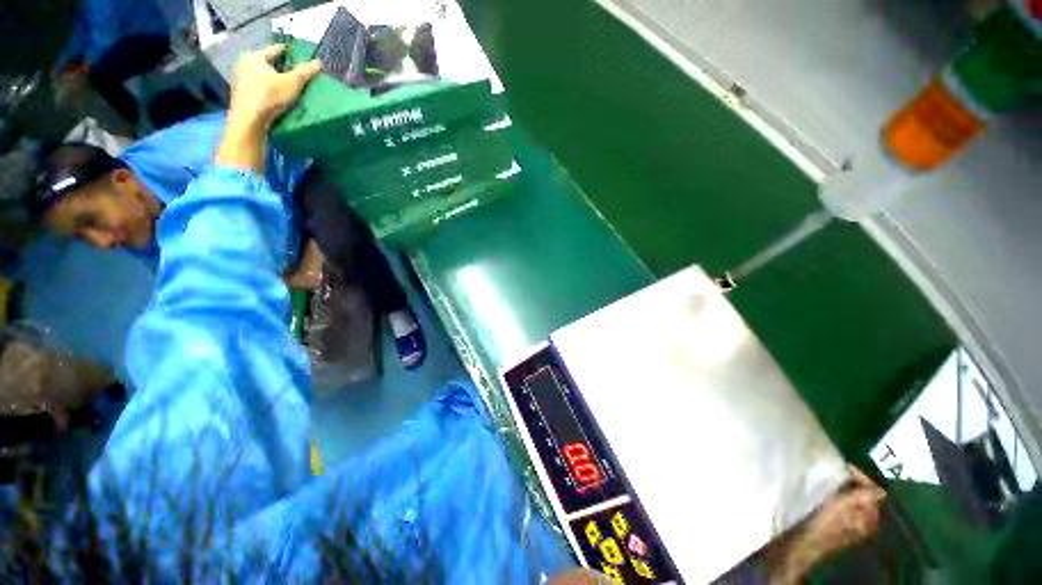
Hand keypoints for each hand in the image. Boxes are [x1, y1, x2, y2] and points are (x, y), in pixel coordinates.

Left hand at [227, 44, 320, 130]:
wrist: (250, 118)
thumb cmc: (270, 95)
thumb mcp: (292, 83)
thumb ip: (305, 72)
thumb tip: (318, 62)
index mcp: (254, 56)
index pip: (274, 50)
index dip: (286, 51)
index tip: (294, 52)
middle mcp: (244, 63)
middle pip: (266, 62)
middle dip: (278, 66)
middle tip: (291, 69)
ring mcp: (240, 79)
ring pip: (260, 75)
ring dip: (272, 78)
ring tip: (285, 83)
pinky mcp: (241, 94)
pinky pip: (257, 86)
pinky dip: (266, 88)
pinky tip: (275, 95)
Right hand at [768, 467, 885, 584]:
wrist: (804, 543)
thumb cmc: (821, 525)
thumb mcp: (839, 508)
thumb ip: (859, 498)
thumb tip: (881, 490)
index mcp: (869, 519)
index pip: (874, 492)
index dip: (862, 478)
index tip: (845, 466)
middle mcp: (866, 522)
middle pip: (865, 495)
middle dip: (854, 483)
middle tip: (838, 472)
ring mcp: (853, 523)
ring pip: (855, 500)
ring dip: (846, 489)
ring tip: (832, 479)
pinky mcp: (841, 523)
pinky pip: (847, 504)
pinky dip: (840, 495)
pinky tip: (829, 492)